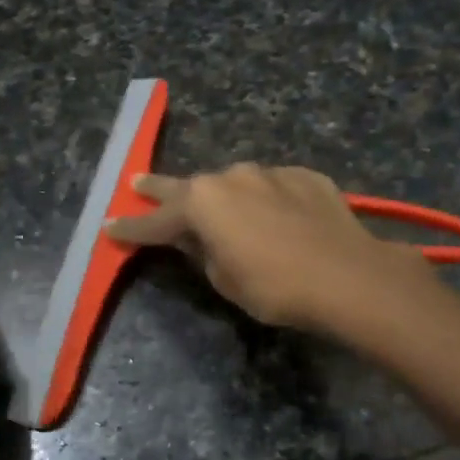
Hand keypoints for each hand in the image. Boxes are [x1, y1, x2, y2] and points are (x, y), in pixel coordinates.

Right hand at [105, 164, 428, 333]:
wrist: (349, 275)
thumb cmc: (275, 287)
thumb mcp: (224, 279)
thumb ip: (201, 252)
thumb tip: (195, 238)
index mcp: (201, 203)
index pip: (155, 221)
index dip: (131, 229)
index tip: (110, 227)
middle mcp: (230, 177)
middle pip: (186, 186)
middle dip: (159, 189)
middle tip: (137, 182)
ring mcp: (269, 172)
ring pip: (234, 183)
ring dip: (222, 196)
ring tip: (221, 209)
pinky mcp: (304, 177)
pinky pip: (273, 187)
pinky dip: (266, 199)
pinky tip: (276, 215)